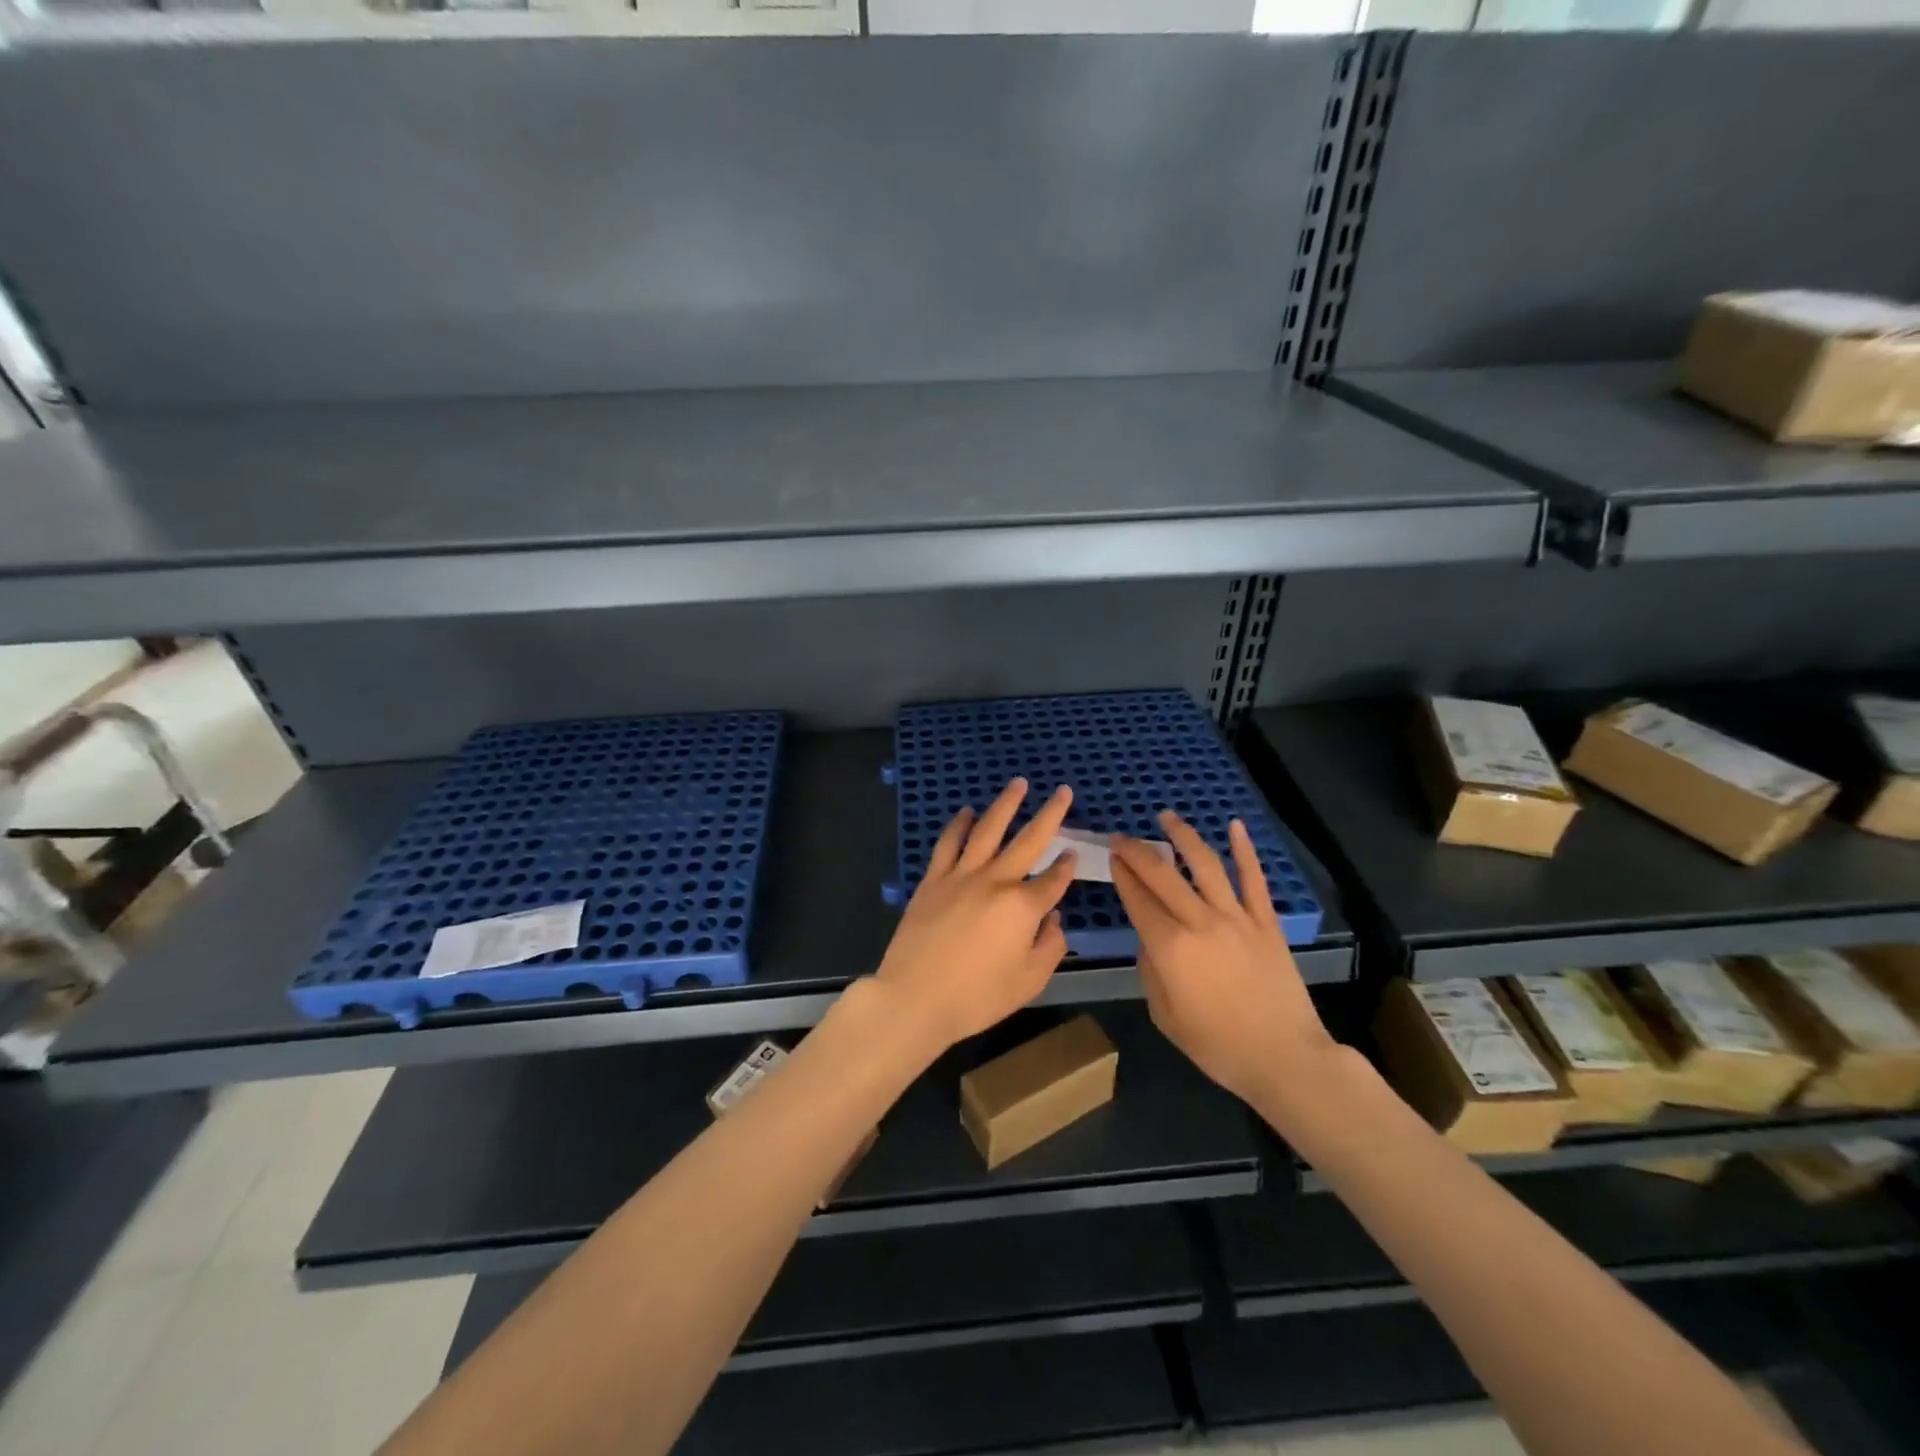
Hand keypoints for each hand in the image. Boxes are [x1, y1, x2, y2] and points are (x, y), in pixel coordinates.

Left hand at [871, 778, 1077, 1054]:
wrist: (915, 998)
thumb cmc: (977, 998)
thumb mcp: (1029, 982)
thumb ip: (1049, 946)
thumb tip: (1054, 919)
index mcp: (1023, 908)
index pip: (1054, 880)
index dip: (1066, 867)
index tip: (1073, 854)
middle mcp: (996, 881)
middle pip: (1028, 840)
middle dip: (1050, 815)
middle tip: (1063, 791)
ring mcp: (961, 876)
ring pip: (988, 829)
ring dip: (1005, 804)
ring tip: (1018, 784)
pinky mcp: (933, 880)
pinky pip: (948, 843)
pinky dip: (959, 824)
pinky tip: (966, 812)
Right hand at [1110, 813, 1335, 1106]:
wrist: (1284, 1058)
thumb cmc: (1217, 1045)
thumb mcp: (1165, 1015)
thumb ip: (1150, 971)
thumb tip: (1150, 940)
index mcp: (1170, 947)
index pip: (1137, 899)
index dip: (1121, 874)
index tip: (1111, 856)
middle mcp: (1199, 922)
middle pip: (1162, 874)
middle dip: (1137, 851)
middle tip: (1122, 837)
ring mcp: (1236, 918)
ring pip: (1205, 865)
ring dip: (1183, 836)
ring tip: (1167, 816)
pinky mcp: (1266, 922)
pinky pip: (1254, 879)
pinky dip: (1245, 850)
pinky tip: (1235, 826)